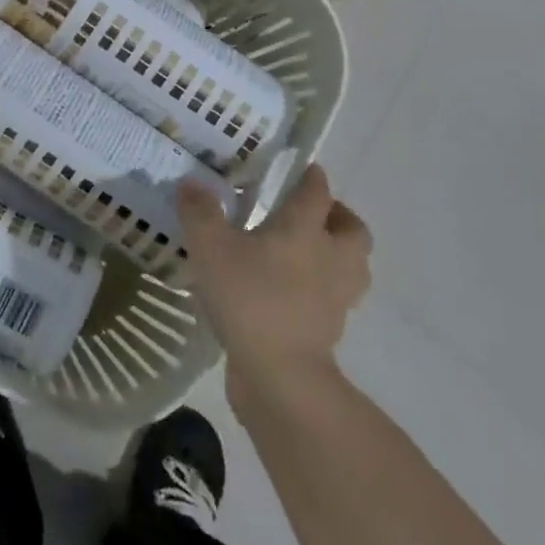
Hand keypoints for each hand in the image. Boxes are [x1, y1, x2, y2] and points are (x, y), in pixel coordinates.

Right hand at [179, 164, 370, 398]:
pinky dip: (325, 289)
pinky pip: (338, 299)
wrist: (280, 375)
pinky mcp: (330, 329)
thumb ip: (200, 212)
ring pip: (354, 266)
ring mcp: (336, 297)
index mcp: (304, 229)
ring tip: (311, 251)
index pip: (317, 192)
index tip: (306, 169)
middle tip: (314, 213)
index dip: (312, 177)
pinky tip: (297, 291)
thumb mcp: (211, 248)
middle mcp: (330, 257)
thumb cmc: (249, 298)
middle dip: (339, 216)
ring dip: (341, 253)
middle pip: (353, 230)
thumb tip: (191, 182)